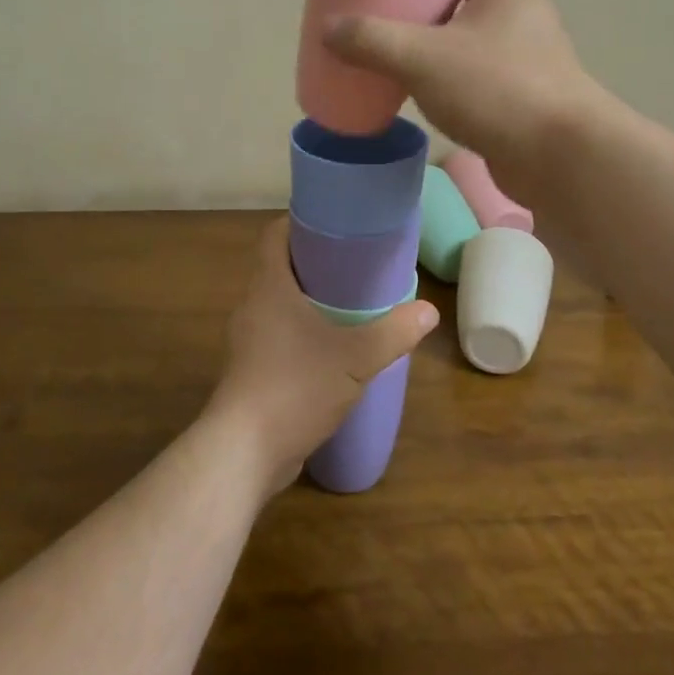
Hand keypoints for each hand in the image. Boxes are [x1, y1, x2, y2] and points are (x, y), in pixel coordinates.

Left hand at [206, 218, 436, 495]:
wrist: (244, 452)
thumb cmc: (295, 387)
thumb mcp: (355, 358)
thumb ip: (393, 332)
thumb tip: (429, 310)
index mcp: (269, 286)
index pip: (274, 235)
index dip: (299, 222)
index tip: (333, 224)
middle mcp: (252, 306)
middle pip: (279, 268)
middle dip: (313, 264)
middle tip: (354, 266)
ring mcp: (247, 341)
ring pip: (278, 306)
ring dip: (307, 302)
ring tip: (348, 307)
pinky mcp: (250, 372)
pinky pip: (277, 338)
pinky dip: (301, 335)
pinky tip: (330, 352)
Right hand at [323, 0, 598, 204]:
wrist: (562, 157)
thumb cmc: (498, 88)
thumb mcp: (424, 58)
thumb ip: (373, 40)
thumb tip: (331, 30)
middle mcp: (522, 9)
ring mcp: (526, 50)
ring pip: (480, 17)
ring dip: (446, 13)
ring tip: (404, 24)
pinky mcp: (521, 88)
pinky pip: (478, 57)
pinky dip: (449, 55)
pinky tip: (422, 76)